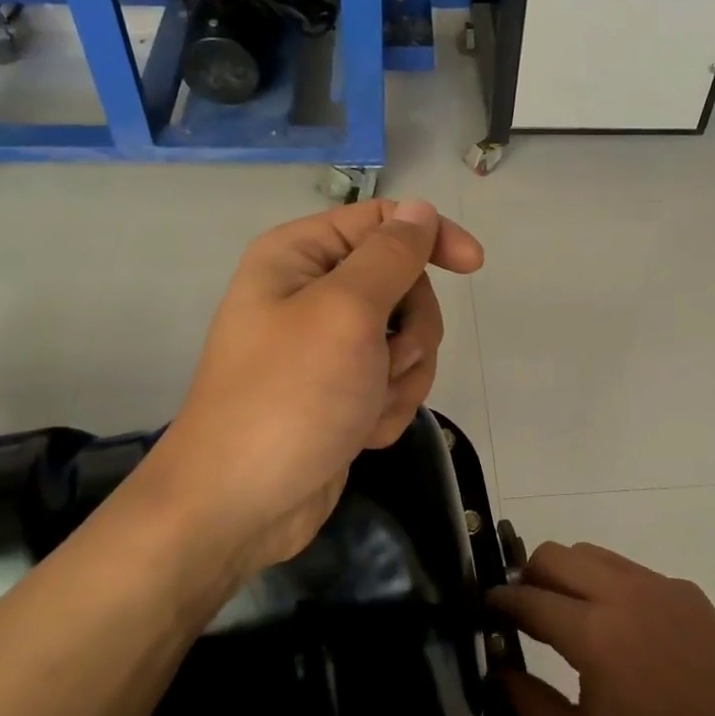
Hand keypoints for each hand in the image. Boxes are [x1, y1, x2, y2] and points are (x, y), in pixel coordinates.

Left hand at [124, 199, 483, 577]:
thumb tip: (420, 209)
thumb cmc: (289, 397)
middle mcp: (312, 292)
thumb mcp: (346, 313)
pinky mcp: (340, 391)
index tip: (473, 265)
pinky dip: (388, 407)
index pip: (382, 221)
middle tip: (390, 361)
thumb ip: (390, 255)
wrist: (241, 506)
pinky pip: (392, 382)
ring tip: (369, 407)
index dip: (430, 236)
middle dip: (411, 330)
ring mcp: (326, 347)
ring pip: (406, 339)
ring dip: (402, 377)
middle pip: (402, 284)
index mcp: (300, 256)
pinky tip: (361, 433)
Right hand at [488, 542, 714, 715]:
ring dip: (568, 573)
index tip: (487, 609)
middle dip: (530, 575)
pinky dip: (608, 585)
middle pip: (555, 554)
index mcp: (594, 634)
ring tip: (570, 614)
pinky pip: (629, 570)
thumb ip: (533, 704)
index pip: (529, 598)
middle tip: (526, 611)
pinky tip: (622, 629)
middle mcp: (621, 594)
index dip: (501, 601)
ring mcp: (656, 585)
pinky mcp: (683, 589)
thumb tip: (499, 670)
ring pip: (591, 553)